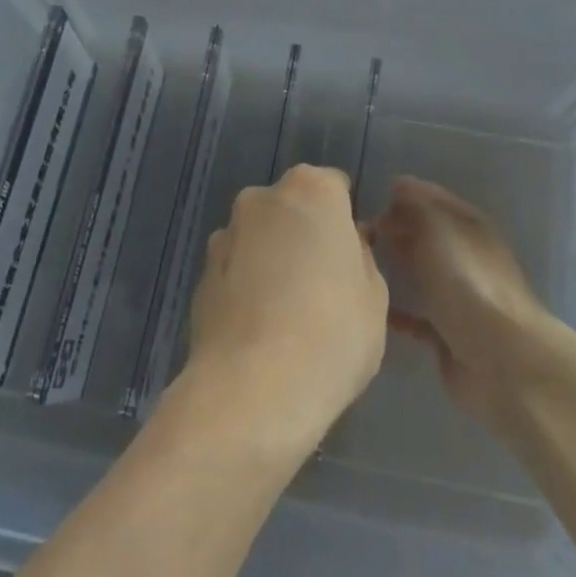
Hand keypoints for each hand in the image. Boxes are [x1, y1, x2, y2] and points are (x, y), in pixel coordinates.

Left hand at [182, 165, 388, 452]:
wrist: (252, 389)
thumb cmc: (333, 333)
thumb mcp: (375, 296)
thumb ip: (360, 257)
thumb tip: (346, 245)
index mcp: (311, 191)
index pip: (334, 186)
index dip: (344, 219)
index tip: (351, 253)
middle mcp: (261, 199)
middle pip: (291, 207)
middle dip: (304, 233)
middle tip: (322, 282)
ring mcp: (225, 235)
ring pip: (259, 237)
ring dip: (271, 258)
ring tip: (287, 311)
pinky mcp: (200, 275)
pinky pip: (235, 269)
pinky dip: (246, 285)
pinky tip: (259, 328)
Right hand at [372, 175, 557, 429]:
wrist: (499, 359)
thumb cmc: (467, 283)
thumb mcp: (439, 229)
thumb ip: (416, 205)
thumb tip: (399, 186)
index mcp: (470, 227)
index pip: (435, 199)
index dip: (407, 195)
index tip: (374, 196)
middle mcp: (466, 257)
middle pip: (427, 236)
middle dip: (396, 230)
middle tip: (359, 231)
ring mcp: (459, 297)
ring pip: (421, 273)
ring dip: (395, 268)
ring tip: (358, 265)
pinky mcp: (448, 333)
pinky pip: (415, 316)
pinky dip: (395, 311)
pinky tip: (369, 308)